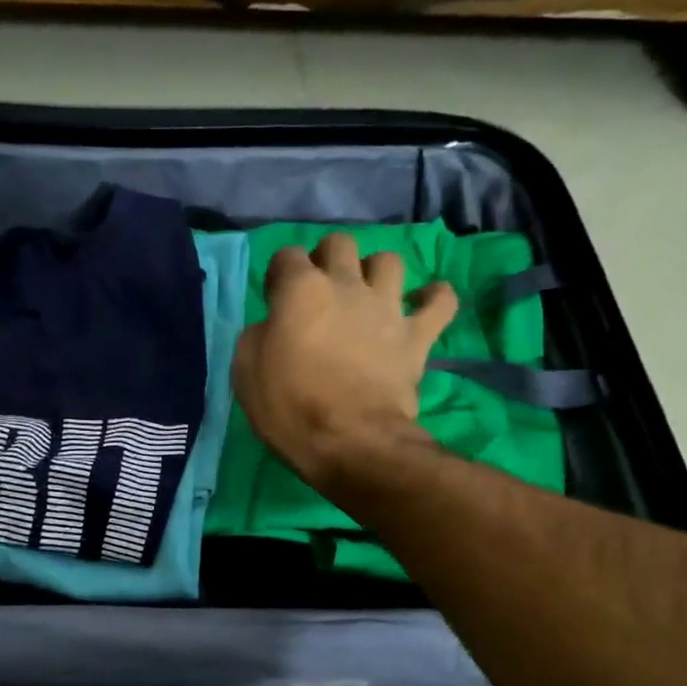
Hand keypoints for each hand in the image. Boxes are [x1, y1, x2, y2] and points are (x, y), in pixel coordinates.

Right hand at [231, 232, 457, 487]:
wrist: (351, 441)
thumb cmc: (290, 409)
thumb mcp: (246, 372)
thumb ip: (258, 335)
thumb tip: (273, 325)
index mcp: (301, 290)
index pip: (286, 256)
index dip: (278, 276)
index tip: (275, 302)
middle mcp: (347, 285)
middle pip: (339, 244)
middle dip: (326, 260)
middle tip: (319, 294)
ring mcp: (387, 307)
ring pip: (389, 260)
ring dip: (375, 273)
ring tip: (366, 297)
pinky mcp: (418, 335)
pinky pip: (441, 301)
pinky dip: (434, 298)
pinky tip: (423, 305)